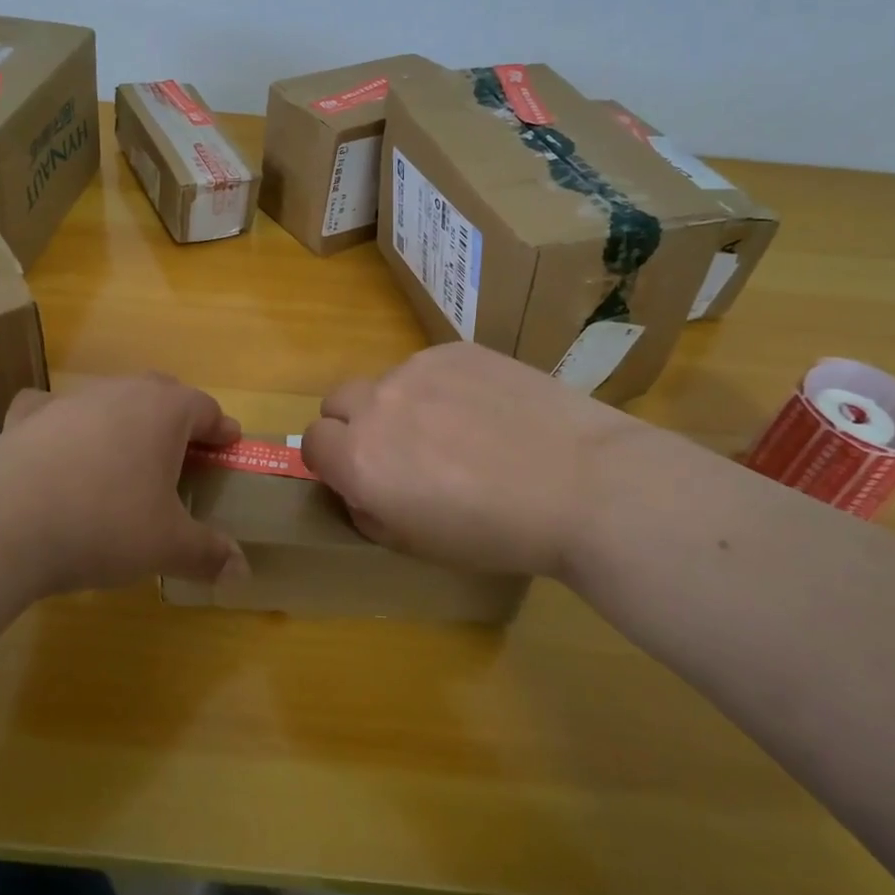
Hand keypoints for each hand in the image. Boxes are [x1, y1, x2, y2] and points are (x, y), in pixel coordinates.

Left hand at [0, 374, 248, 597]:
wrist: (4, 521)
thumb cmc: (105, 523)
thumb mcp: (166, 546)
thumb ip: (208, 554)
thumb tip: (242, 571)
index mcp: (165, 411)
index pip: (206, 409)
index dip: (221, 429)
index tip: (229, 446)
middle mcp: (121, 391)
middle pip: (162, 394)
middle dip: (177, 420)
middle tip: (183, 454)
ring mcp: (71, 399)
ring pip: (111, 400)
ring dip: (125, 422)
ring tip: (125, 458)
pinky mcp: (28, 416)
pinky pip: (55, 410)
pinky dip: (64, 425)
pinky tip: (59, 449)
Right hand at [299, 341, 658, 579]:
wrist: (582, 484)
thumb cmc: (498, 533)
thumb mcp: (419, 545)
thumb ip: (370, 513)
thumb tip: (359, 490)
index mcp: (359, 459)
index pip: (311, 443)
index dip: (331, 461)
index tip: (361, 475)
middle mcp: (376, 405)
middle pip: (337, 402)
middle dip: (354, 425)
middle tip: (400, 451)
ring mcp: (416, 369)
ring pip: (386, 382)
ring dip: (401, 405)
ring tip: (458, 430)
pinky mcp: (454, 349)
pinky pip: (428, 366)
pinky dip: (441, 386)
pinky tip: (487, 410)